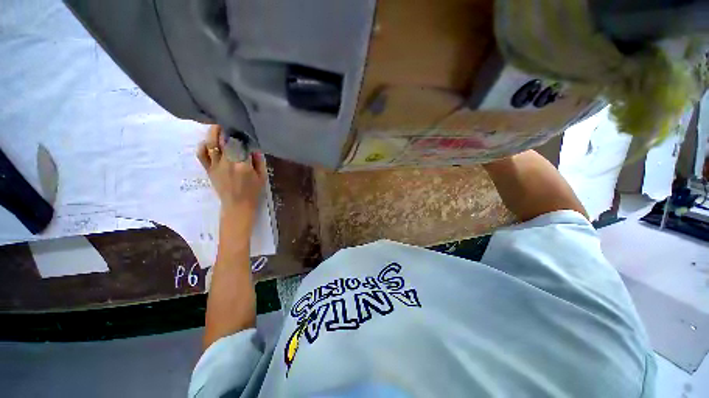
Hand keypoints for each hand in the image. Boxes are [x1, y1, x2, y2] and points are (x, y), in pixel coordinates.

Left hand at [197, 125, 266, 226]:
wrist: (237, 206)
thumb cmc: (253, 192)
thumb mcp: (262, 177)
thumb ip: (259, 161)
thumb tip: (253, 148)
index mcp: (243, 165)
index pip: (241, 144)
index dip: (241, 135)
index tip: (243, 130)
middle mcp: (227, 162)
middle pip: (225, 141)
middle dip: (226, 130)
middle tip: (229, 123)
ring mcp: (216, 166)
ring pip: (211, 144)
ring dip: (213, 133)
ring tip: (217, 126)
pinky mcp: (209, 170)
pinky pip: (202, 155)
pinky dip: (203, 146)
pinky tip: (207, 142)